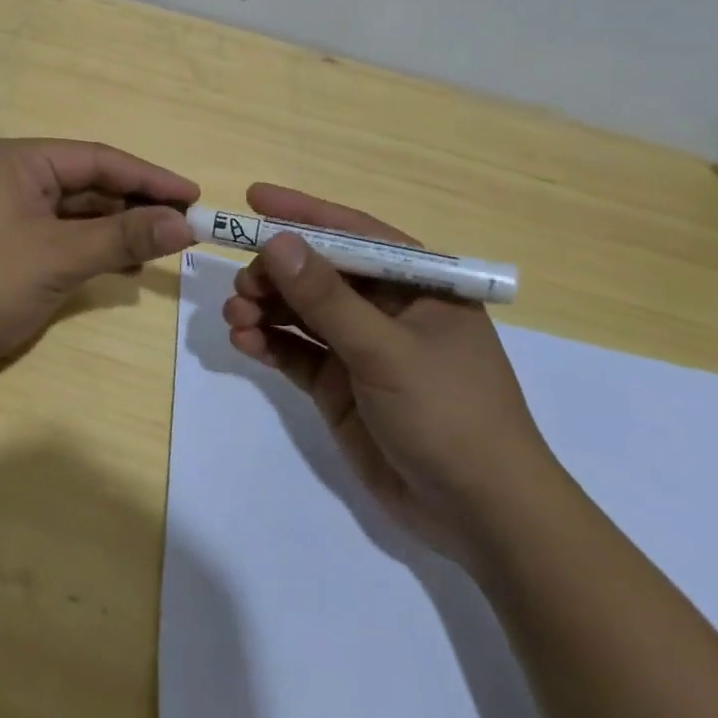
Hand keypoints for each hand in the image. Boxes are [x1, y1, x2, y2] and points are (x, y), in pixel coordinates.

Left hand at [0, 139, 197, 403]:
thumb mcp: (59, 257)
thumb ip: (123, 236)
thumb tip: (185, 224)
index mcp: (22, 162)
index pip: (100, 160)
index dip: (150, 178)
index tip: (194, 197)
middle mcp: (17, 179)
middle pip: (91, 184)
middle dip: (137, 204)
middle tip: (185, 227)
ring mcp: (11, 215)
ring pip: (79, 213)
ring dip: (119, 229)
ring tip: (163, 247)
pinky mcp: (9, 248)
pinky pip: (64, 238)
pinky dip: (95, 249)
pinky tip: (125, 266)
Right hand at [222, 183, 560, 567]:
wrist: (482, 518)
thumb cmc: (450, 414)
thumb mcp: (386, 350)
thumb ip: (327, 298)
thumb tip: (276, 241)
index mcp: (417, 285)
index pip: (354, 233)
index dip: (303, 213)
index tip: (253, 198)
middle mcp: (387, 308)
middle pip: (318, 272)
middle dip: (275, 272)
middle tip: (242, 285)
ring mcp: (361, 348)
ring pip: (300, 311)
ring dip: (265, 307)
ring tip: (235, 316)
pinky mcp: (339, 386)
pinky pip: (295, 351)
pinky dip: (268, 342)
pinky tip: (244, 342)